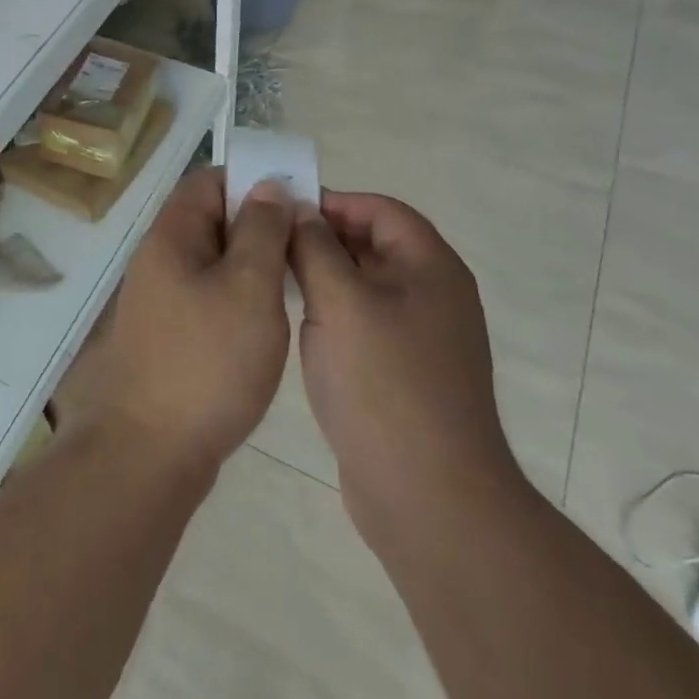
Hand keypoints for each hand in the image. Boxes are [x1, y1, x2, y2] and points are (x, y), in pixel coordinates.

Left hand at [53, 169, 293, 472]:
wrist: (150, 453)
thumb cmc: (206, 363)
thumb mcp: (248, 287)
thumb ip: (262, 231)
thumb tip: (268, 187)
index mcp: (171, 236)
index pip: (208, 181)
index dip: (251, 181)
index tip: (295, 199)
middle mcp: (159, 260)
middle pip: (211, 220)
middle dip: (258, 224)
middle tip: (305, 244)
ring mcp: (161, 300)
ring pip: (213, 261)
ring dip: (252, 263)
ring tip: (295, 280)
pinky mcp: (170, 335)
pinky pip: (209, 296)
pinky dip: (239, 297)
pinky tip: (268, 319)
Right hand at [289, 193, 520, 548]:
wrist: (428, 496)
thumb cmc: (384, 385)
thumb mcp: (341, 303)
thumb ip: (315, 248)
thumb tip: (299, 210)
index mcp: (430, 268)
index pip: (381, 210)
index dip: (333, 202)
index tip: (282, 211)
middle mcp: (432, 295)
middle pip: (373, 245)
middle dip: (322, 238)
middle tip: (267, 244)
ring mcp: (419, 338)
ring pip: (363, 286)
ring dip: (322, 277)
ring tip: (273, 280)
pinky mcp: (402, 373)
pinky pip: (362, 323)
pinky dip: (331, 313)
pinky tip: (296, 325)